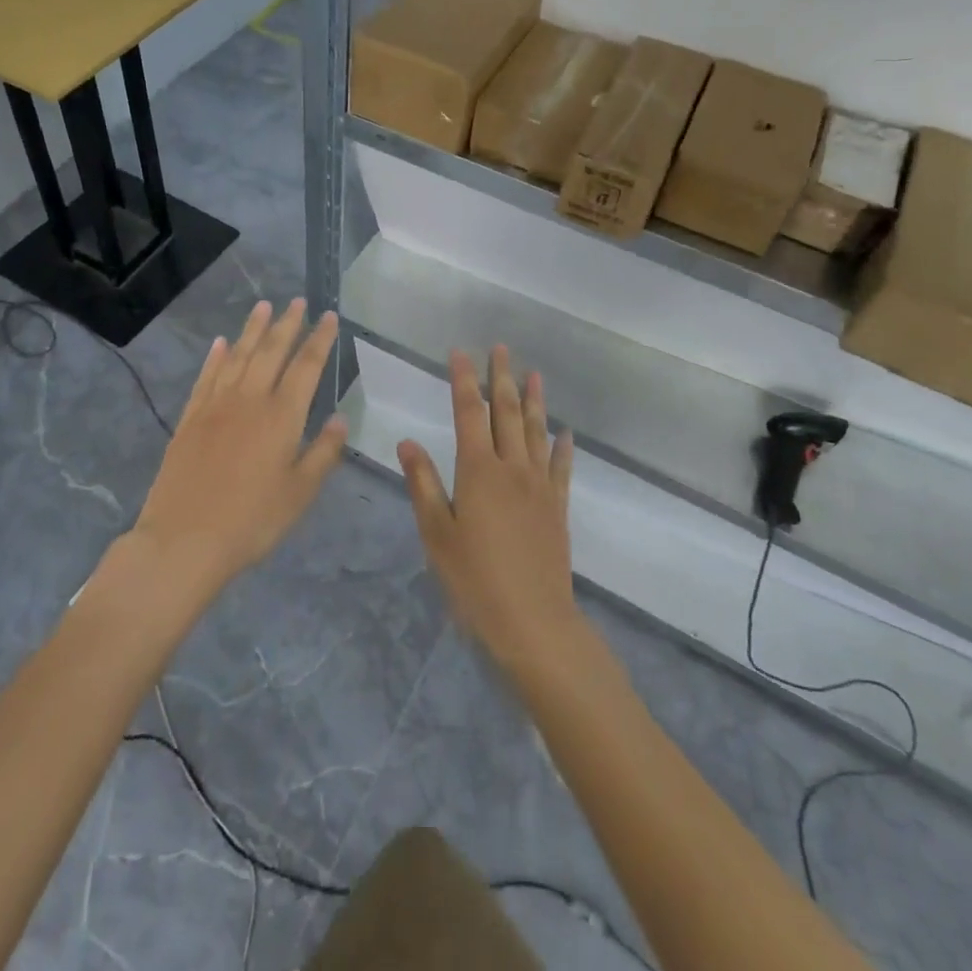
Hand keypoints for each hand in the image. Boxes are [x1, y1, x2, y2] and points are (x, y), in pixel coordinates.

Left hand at [131, 299, 346, 592]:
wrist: (184, 540)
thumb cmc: (251, 521)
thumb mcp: (300, 494)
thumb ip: (323, 454)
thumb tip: (340, 419)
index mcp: (282, 417)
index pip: (306, 367)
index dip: (319, 339)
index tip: (329, 316)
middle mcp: (249, 400)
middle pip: (271, 352)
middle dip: (287, 324)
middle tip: (297, 301)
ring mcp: (216, 406)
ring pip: (238, 356)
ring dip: (252, 329)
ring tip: (263, 306)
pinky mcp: (190, 418)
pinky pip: (206, 377)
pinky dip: (216, 357)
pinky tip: (222, 343)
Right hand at [399, 346, 578, 673]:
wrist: (532, 623)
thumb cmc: (474, 580)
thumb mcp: (436, 534)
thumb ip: (423, 483)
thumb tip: (407, 441)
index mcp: (478, 471)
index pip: (469, 412)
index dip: (463, 380)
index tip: (460, 352)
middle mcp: (512, 468)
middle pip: (506, 412)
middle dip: (501, 378)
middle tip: (501, 348)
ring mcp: (539, 486)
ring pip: (536, 431)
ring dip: (534, 400)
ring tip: (534, 373)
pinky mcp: (558, 508)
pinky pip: (561, 467)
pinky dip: (562, 446)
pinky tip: (564, 432)